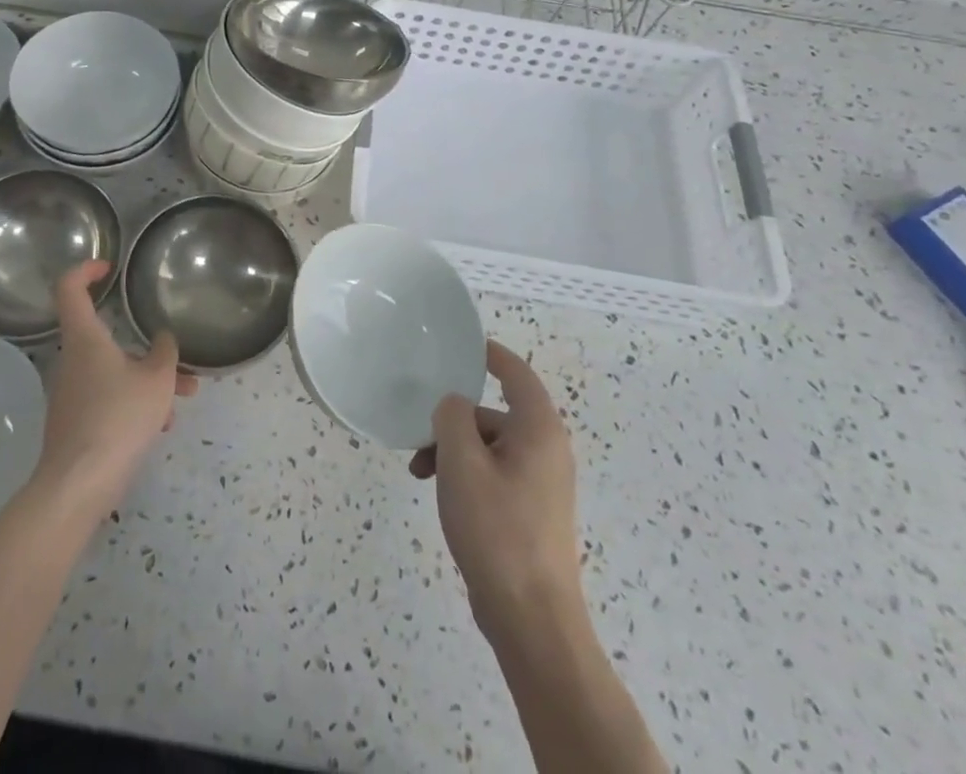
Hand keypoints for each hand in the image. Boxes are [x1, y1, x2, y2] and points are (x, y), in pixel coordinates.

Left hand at [36, 261, 196, 520]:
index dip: (86, 270)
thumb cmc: (118, 418)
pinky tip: (160, 425)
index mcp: (85, 339)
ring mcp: (71, 393)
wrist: (78, 485)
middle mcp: (72, 360)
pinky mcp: (75, 423)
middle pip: (105, 337)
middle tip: (175, 357)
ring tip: (181, 399)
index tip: (109, 268)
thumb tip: (163, 338)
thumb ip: (165, 352)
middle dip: (144, 346)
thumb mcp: (157, 380)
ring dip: (147, 379)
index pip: (69, 288)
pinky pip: (108, 398)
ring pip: (113, 371)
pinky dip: (134, 402)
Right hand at [411, 340, 581, 643]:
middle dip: (452, 420)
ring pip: (488, 447)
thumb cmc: (497, 529)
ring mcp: (541, 484)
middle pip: (493, 414)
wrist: (531, 620)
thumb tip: (452, 404)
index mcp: (539, 430)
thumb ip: (452, 417)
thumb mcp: (462, 463)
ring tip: (420, 474)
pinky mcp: (530, 512)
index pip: (517, 374)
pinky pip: (493, 474)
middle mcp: (546, 450)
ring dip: (452, 452)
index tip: (464, 345)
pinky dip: (465, 475)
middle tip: (418, 437)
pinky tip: (441, 496)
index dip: (491, 354)